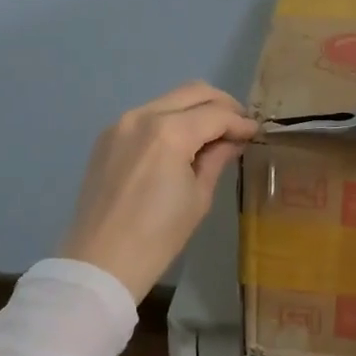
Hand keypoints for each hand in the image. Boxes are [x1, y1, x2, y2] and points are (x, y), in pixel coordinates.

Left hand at [59, 81, 258, 301]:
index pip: (215, 114)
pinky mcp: (107, 136)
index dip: (240, 122)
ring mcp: (121, 123)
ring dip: (195, 109)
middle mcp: (143, 116)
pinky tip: (180, 142)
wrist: (100, 263)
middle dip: (221, 104)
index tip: (255, 132)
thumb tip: (233, 139)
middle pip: (193, 92)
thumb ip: (217, 158)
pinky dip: (170, 119)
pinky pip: (148, 115)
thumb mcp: (199, 197)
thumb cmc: (158, 237)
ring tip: (212, 132)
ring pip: (169, 99)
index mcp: (169, 132)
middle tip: (238, 124)